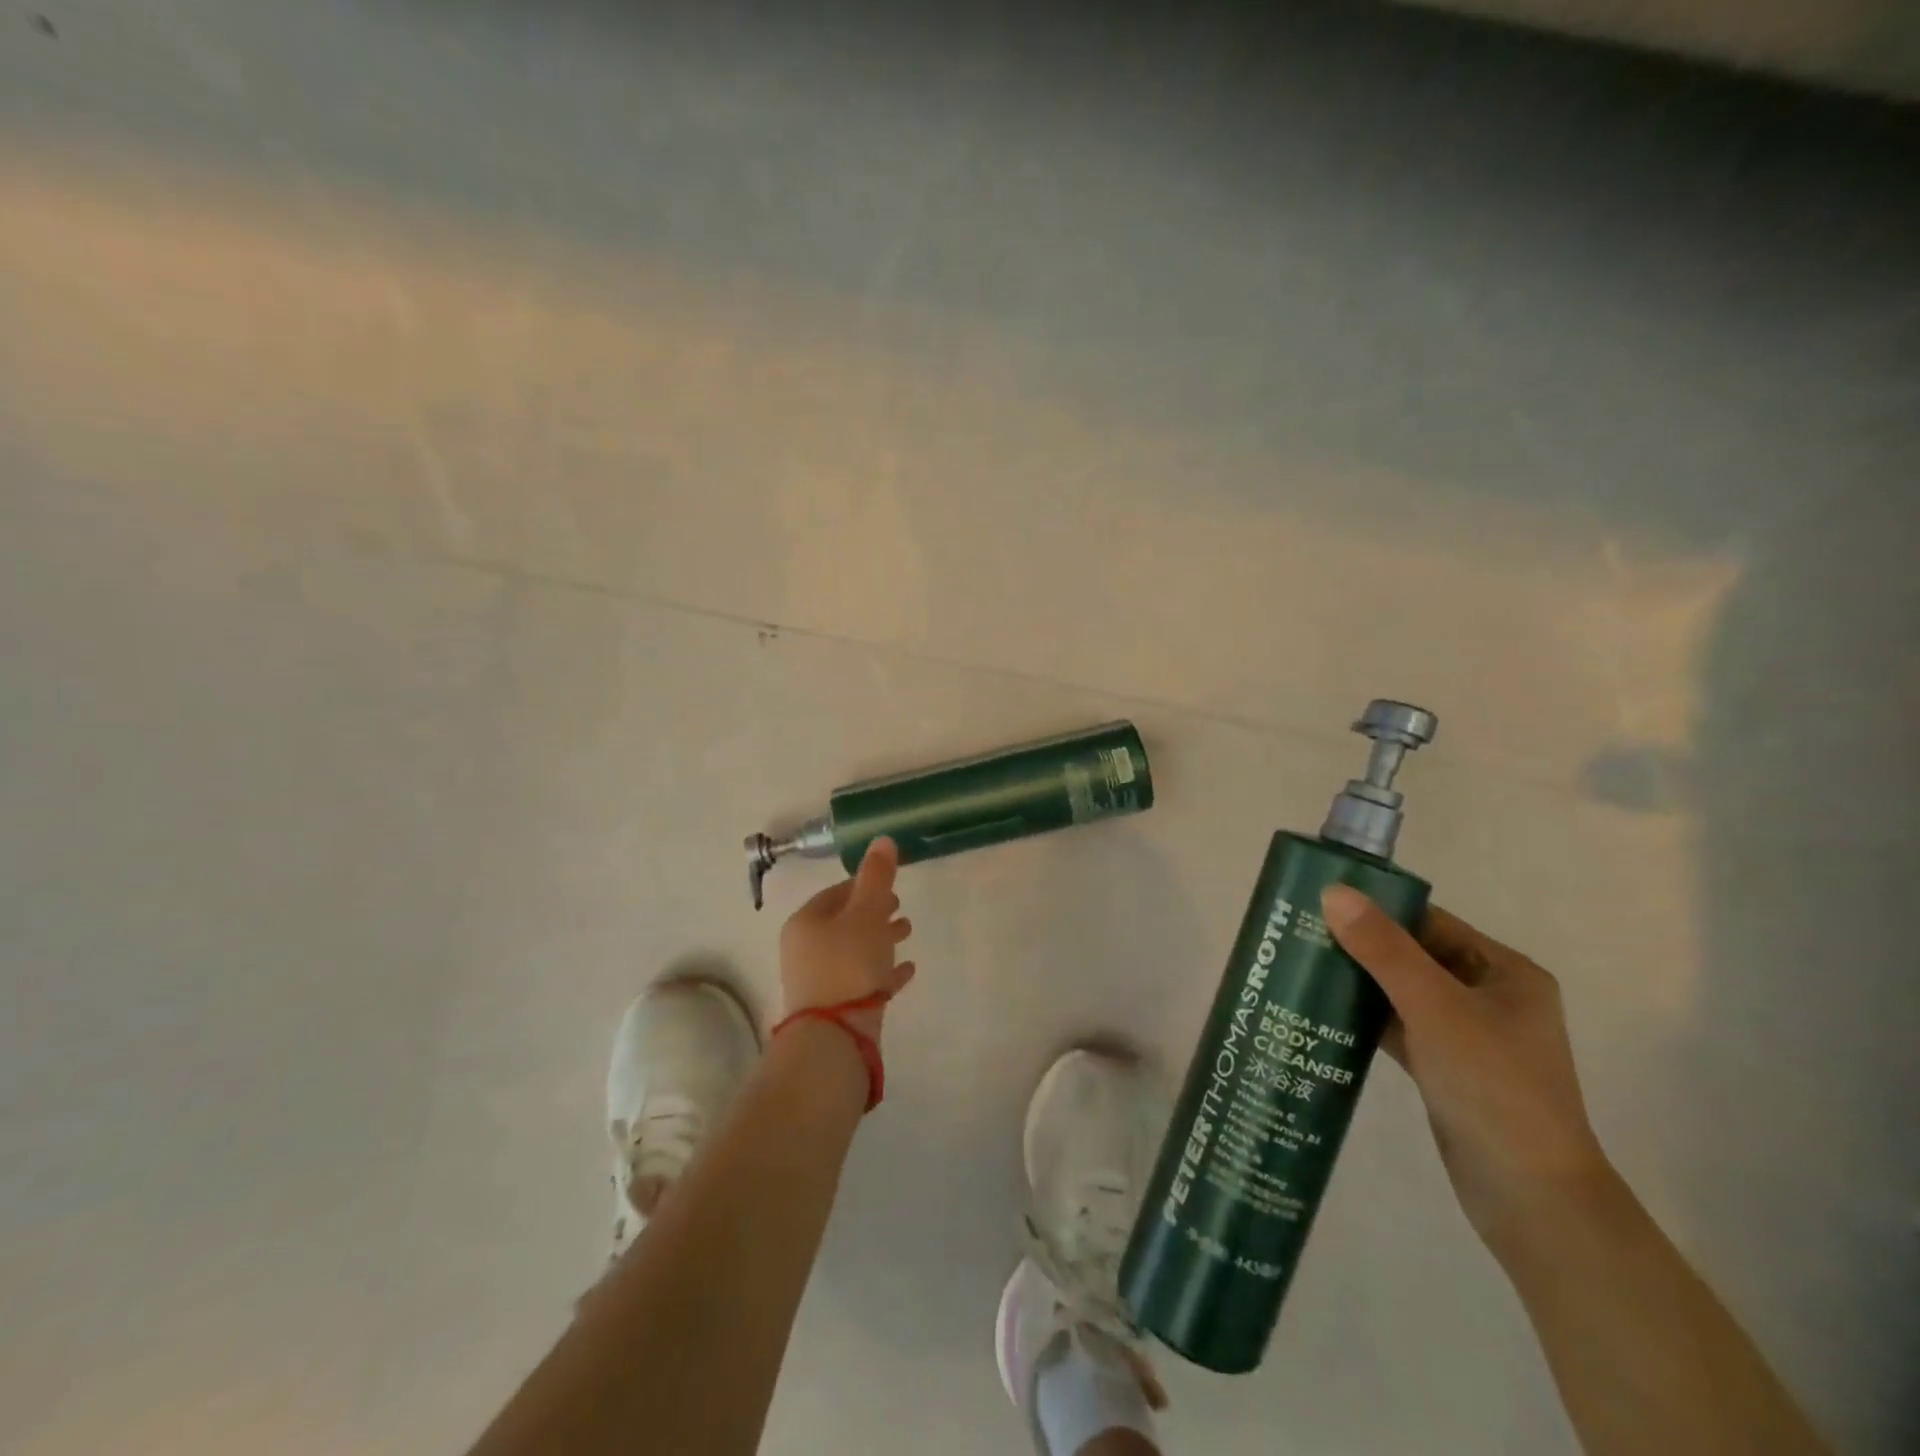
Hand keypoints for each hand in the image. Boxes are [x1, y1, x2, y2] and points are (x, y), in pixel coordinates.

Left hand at [778, 837, 915, 1043]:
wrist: (834, 1038)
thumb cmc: (848, 964)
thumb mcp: (867, 913)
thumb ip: (877, 877)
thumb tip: (882, 839)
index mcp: (807, 921)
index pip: (837, 892)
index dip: (864, 885)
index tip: (890, 885)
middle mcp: (806, 948)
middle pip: (845, 922)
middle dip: (875, 912)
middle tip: (901, 908)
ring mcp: (819, 980)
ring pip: (854, 950)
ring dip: (880, 939)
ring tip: (908, 933)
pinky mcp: (836, 1007)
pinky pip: (862, 980)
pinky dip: (882, 971)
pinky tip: (907, 970)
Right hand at [1321, 886, 1612, 1261]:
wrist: (1532, 1198)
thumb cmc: (1493, 1087)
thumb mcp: (1434, 1007)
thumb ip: (1383, 949)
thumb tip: (1333, 892)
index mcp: (1505, 972)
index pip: (1430, 921)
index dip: (1377, 909)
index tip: (1320, 903)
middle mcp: (1490, 997)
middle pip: (1413, 955)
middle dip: (1360, 945)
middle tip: (1299, 934)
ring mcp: (1468, 1036)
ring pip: (1401, 992)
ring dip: (1358, 982)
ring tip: (1301, 966)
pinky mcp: (1446, 1069)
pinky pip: (1398, 1027)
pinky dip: (1365, 1018)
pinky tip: (1322, 1012)